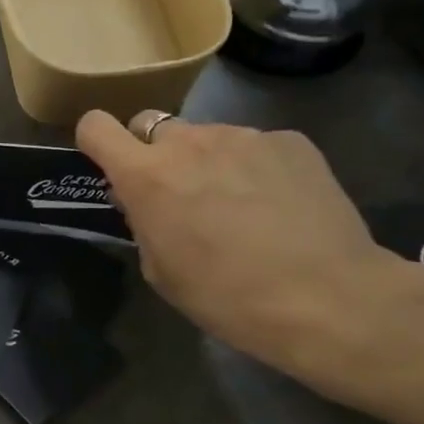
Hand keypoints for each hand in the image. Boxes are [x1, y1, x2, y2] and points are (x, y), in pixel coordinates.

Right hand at [76, 110, 418, 385]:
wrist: (327, 298)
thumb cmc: (226, 295)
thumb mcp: (161, 270)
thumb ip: (142, 221)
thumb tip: (143, 199)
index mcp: (146, 175)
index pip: (96, 126)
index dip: (96, 141)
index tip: (109, 163)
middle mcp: (189, 141)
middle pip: (153, 125)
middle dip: (157, 153)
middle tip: (180, 193)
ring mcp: (243, 135)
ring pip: (207, 137)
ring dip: (209, 161)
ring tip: (240, 204)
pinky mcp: (290, 141)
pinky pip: (255, 145)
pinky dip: (255, 167)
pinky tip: (279, 205)